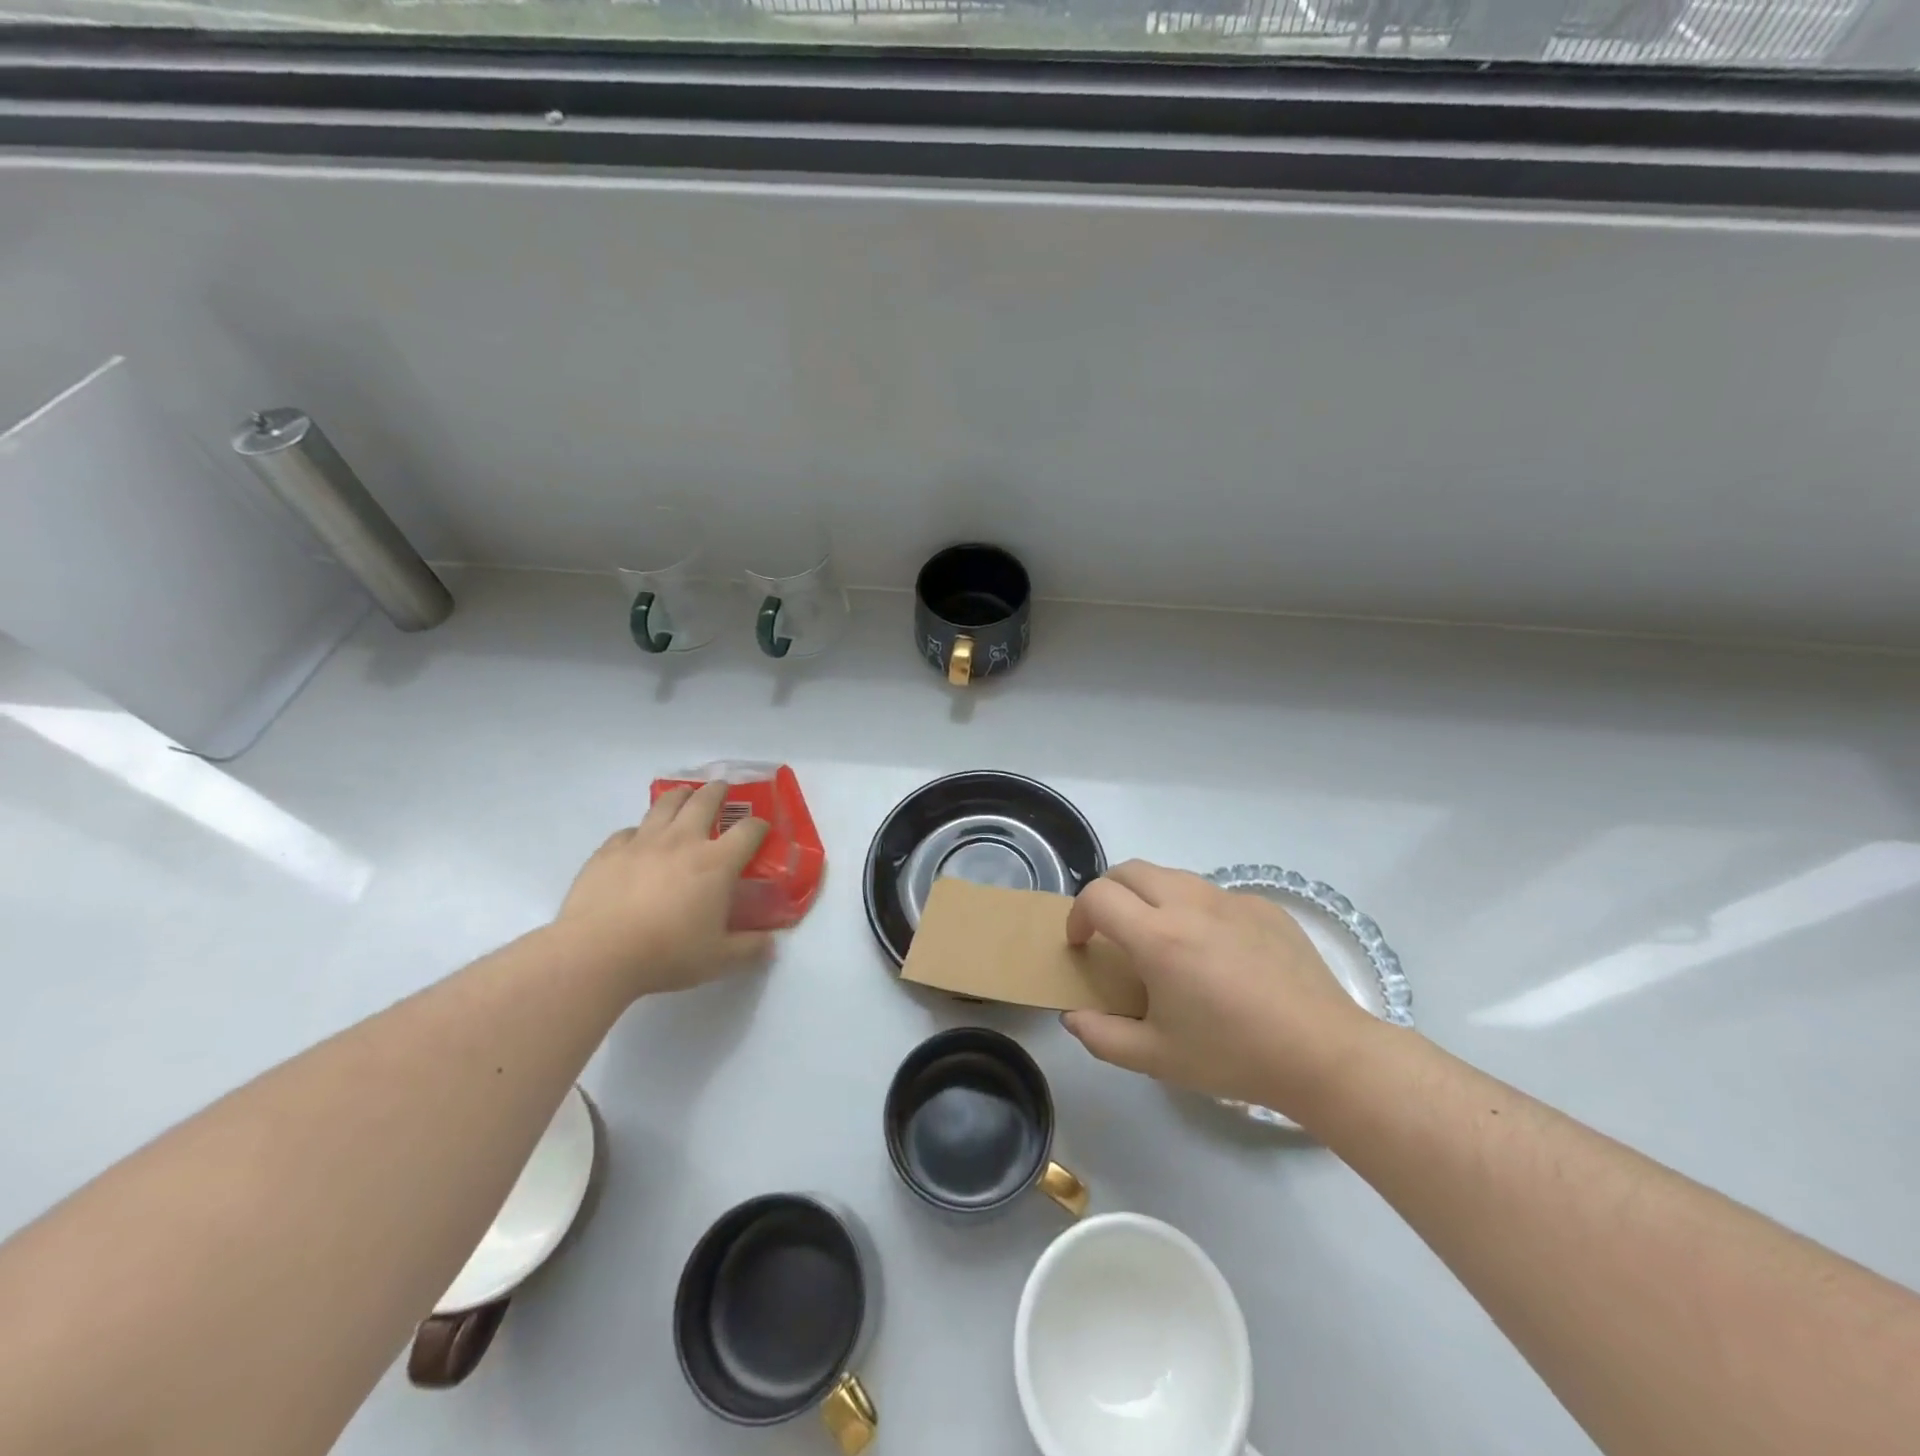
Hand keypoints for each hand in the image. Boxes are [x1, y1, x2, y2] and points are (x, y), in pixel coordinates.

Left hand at [554, 781, 772, 998]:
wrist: (597, 954)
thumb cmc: (666, 954)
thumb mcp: (718, 959)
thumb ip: (749, 949)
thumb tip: (771, 945)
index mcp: (716, 863)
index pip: (748, 831)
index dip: (759, 826)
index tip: (761, 829)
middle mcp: (682, 841)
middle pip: (704, 801)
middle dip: (717, 792)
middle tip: (721, 789)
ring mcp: (642, 842)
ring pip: (665, 804)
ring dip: (680, 796)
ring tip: (684, 795)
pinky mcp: (609, 851)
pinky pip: (629, 831)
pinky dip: (639, 831)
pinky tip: (638, 841)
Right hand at [1062, 861, 1381, 1118]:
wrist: (1323, 1054)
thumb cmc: (1234, 1056)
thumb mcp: (1156, 1058)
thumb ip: (1102, 1037)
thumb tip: (1072, 1017)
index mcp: (1158, 937)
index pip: (1098, 896)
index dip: (1077, 915)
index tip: (1081, 945)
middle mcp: (1190, 904)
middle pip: (1129, 870)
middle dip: (1107, 893)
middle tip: (1110, 931)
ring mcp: (1230, 899)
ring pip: (1171, 876)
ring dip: (1149, 896)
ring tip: (1160, 939)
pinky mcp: (1263, 905)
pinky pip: (1213, 894)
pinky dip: (1194, 909)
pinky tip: (1214, 952)